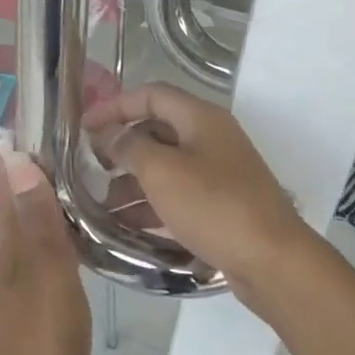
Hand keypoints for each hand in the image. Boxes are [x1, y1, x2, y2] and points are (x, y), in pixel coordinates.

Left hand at [0, 147, 90, 354]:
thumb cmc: (42, 342)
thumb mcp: (46, 276)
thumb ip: (37, 222)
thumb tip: (18, 159)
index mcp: (10, 243)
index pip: (5, 182)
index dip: (17, 147)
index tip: (44, 114)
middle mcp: (12, 254)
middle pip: (19, 198)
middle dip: (39, 166)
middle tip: (82, 137)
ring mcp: (26, 278)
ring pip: (37, 223)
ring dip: (54, 197)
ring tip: (92, 173)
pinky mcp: (43, 299)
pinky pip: (53, 251)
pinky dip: (66, 231)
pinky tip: (91, 231)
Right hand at [83, 84, 309, 295]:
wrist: (271, 260)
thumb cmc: (213, 206)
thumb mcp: (162, 171)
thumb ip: (129, 147)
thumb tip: (110, 135)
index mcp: (201, 118)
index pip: (151, 95)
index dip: (114, 107)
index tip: (83, 129)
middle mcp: (211, 138)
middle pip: (157, 130)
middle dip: (121, 148)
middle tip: (90, 170)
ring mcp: (219, 173)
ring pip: (166, 166)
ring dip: (132, 181)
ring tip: (102, 205)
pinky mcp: (220, 205)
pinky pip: (178, 195)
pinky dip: (152, 204)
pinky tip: (127, 224)